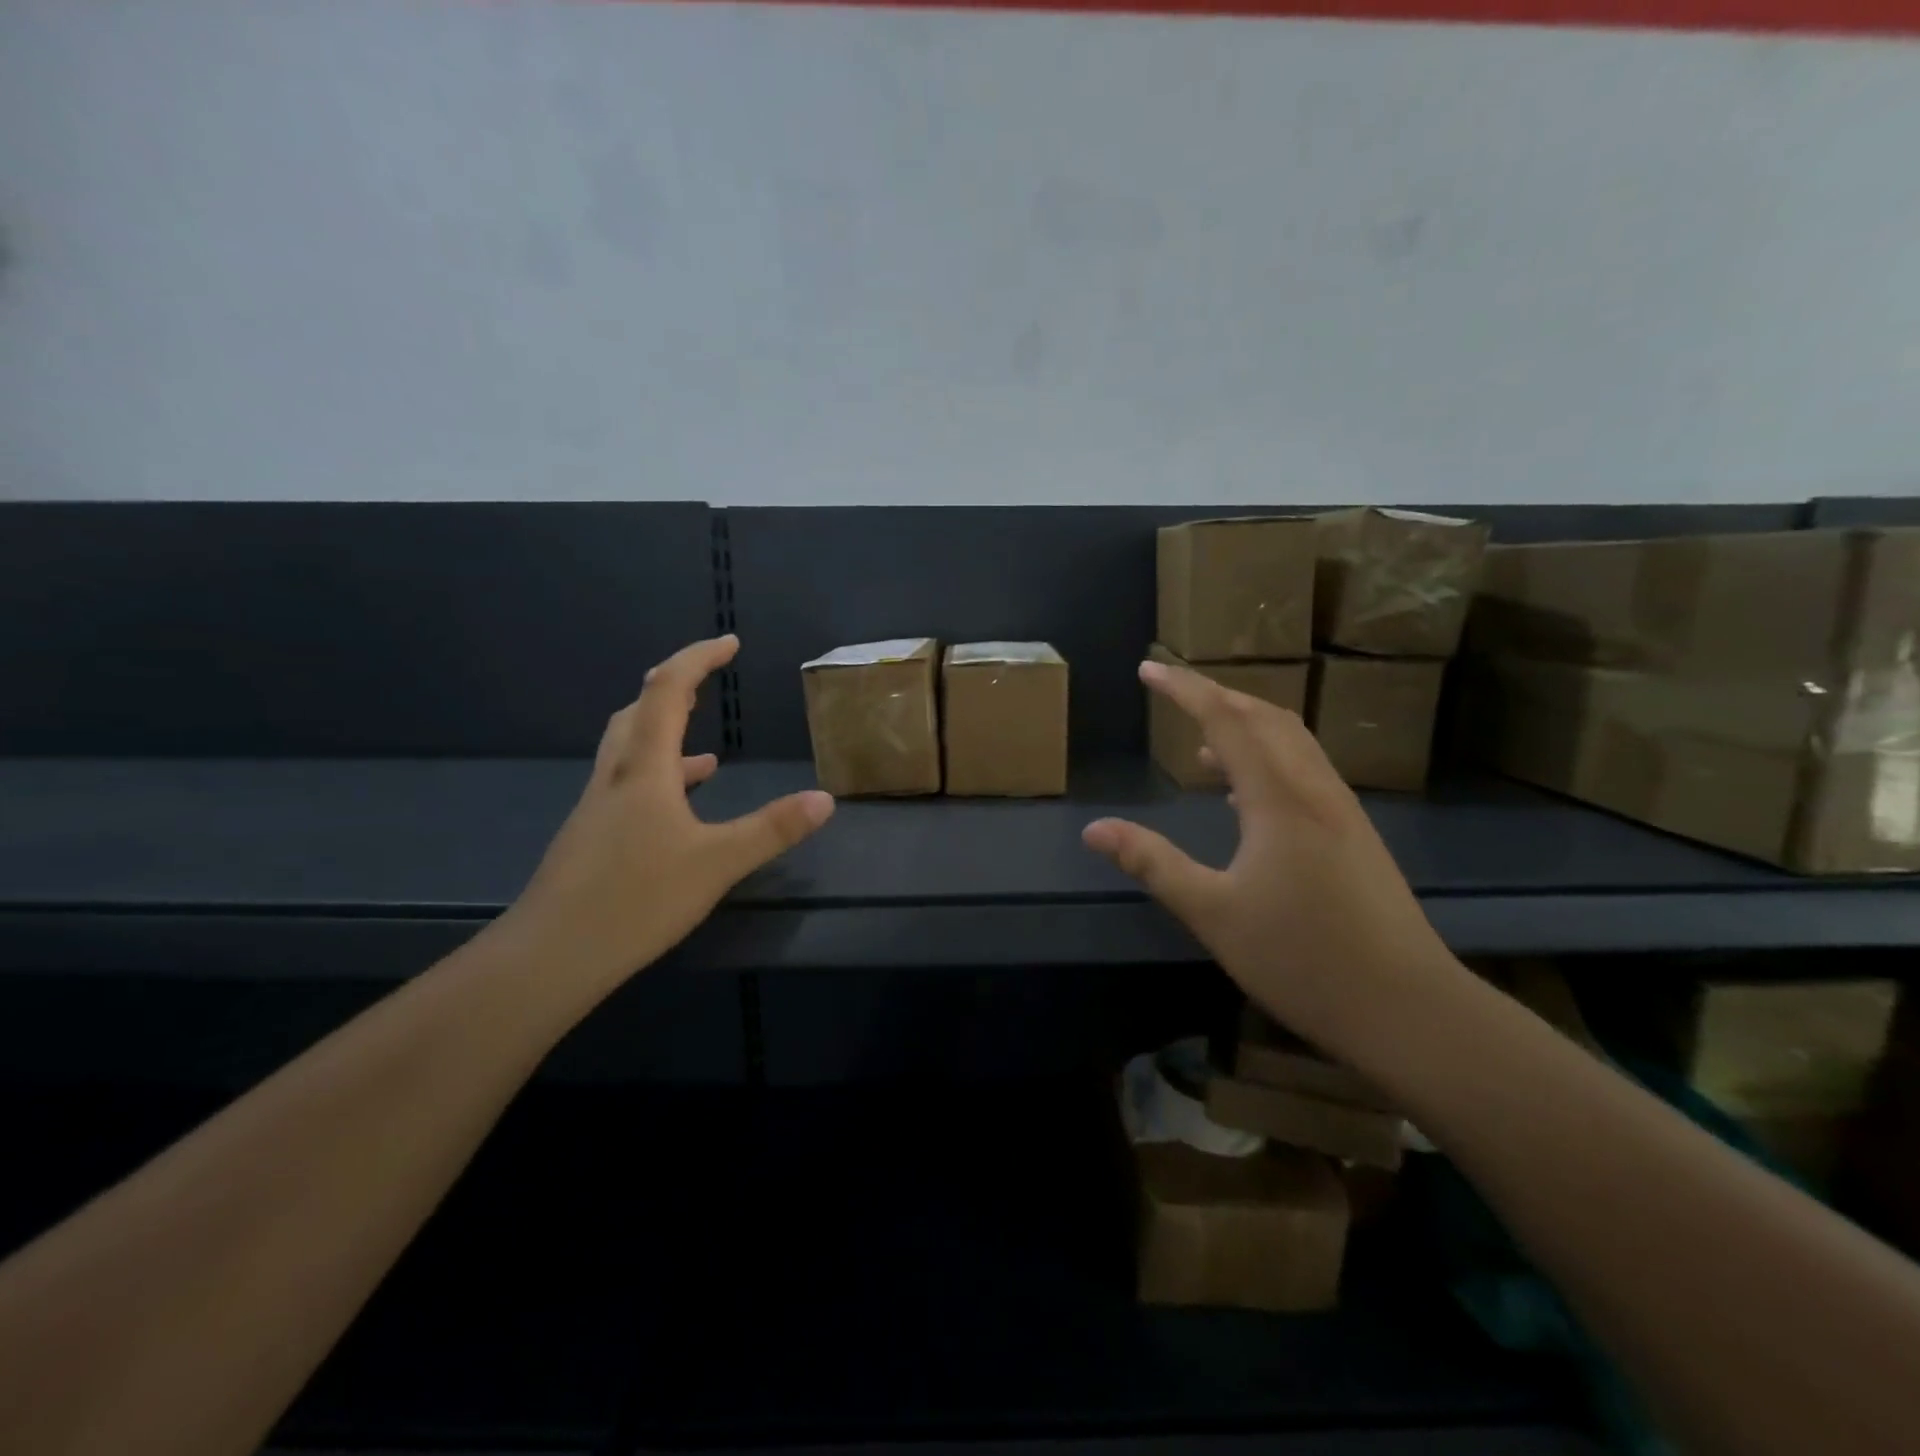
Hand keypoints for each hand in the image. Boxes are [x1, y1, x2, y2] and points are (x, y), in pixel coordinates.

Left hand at [499, 635, 833, 989]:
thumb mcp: (717, 863)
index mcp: (645, 768)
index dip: (698, 659)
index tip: (730, 643)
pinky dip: (659, 779)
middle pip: (638, 711)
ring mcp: (598, 807)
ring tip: (707, 750)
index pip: (668, 691)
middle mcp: (616, 776)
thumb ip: (772, 829)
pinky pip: (629, 786)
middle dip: (675, 686)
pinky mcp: (592, 837)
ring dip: (664, 733)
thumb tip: (825, 799)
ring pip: (629, 749)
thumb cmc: (635, 899)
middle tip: (709, 678)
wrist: (550, 955)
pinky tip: (680, 810)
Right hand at [1082, 659, 1456, 1054]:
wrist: (1408, 1007)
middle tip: (1174, 692)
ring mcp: (1341, 809)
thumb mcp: (1212, 912)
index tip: (1149, 669)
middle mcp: (1314, 788)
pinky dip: (1268, 758)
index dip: (1184, 689)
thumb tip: (1094, 829)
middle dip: (1217, 695)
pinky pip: (1305, 769)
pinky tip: (1246, 797)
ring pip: (1291, 741)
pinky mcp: (1355, 833)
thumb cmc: (1301, 958)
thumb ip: (1153, 864)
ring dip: (1246, 726)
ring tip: (1202, 745)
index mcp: (1278, 797)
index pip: (1225, 720)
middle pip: (1265, 717)